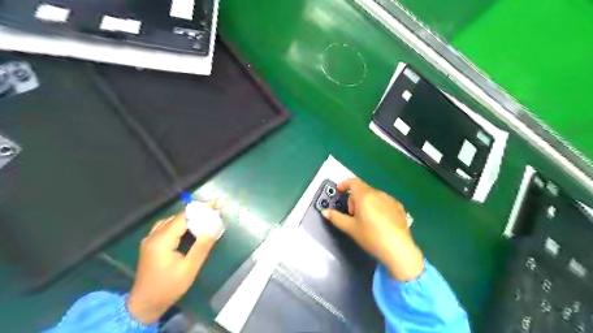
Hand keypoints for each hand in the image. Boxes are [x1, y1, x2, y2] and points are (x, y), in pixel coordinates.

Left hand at [126, 209, 216, 324]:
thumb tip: (214, 227)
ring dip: (188, 217)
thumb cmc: (169, 287)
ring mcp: (149, 239)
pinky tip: (188, 227)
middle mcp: (153, 236)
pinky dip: (179, 223)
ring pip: (171, 220)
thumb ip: (202, 246)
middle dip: (197, 212)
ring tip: (204, 217)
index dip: (201, 208)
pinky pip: (165, 226)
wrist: (145, 304)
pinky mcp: (150, 244)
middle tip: (214, 211)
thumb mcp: (190, 268)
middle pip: (178, 217)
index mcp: (162, 240)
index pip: (184, 217)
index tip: (216, 203)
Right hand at [322, 178, 423, 281]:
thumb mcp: (350, 228)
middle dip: (354, 199)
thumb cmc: (371, 236)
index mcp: (365, 196)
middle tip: (352, 215)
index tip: (339, 190)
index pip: (353, 182)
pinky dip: (378, 207)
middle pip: (362, 190)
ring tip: (366, 220)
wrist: (398, 249)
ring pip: (374, 196)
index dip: (344, 184)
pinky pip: (384, 202)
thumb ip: (336, 217)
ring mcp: (390, 200)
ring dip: (366, 203)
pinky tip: (380, 222)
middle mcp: (378, 193)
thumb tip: (324, 211)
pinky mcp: (399, 207)